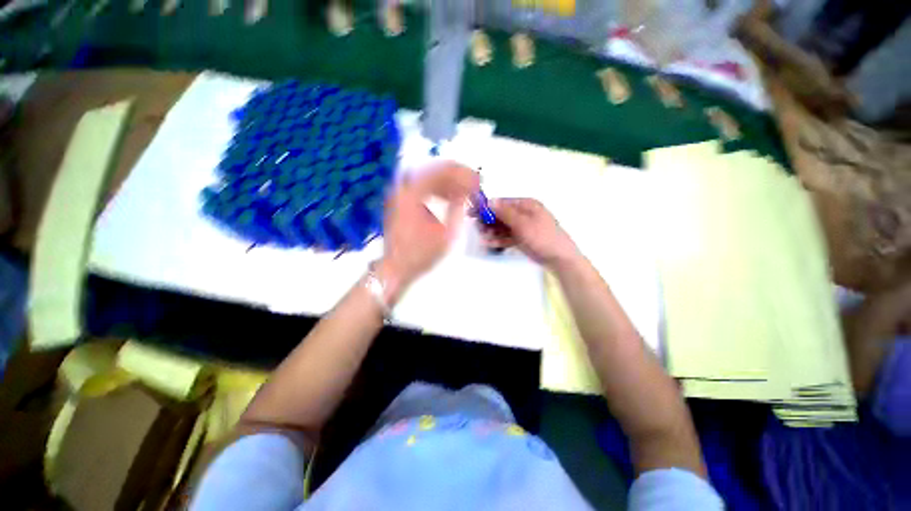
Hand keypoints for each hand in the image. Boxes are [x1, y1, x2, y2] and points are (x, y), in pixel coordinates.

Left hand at [379, 162, 479, 298]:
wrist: (397, 267)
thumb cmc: (422, 253)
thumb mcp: (446, 233)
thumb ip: (458, 208)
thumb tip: (467, 191)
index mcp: (414, 193)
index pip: (443, 171)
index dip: (464, 174)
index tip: (478, 182)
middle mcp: (404, 187)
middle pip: (435, 170)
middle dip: (458, 175)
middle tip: (474, 184)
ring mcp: (400, 194)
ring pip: (429, 177)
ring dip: (449, 182)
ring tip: (465, 191)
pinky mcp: (401, 202)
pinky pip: (422, 187)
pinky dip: (438, 190)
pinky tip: (449, 198)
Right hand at [483, 198, 579, 268]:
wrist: (559, 258)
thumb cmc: (542, 237)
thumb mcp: (522, 223)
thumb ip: (505, 212)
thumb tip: (490, 201)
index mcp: (526, 205)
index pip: (502, 203)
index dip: (487, 207)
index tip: (473, 213)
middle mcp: (523, 214)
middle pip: (501, 215)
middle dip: (488, 221)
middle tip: (476, 228)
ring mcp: (523, 227)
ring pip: (503, 227)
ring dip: (492, 231)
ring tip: (481, 237)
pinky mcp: (522, 239)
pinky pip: (507, 237)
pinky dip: (498, 240)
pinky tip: (488, 243)